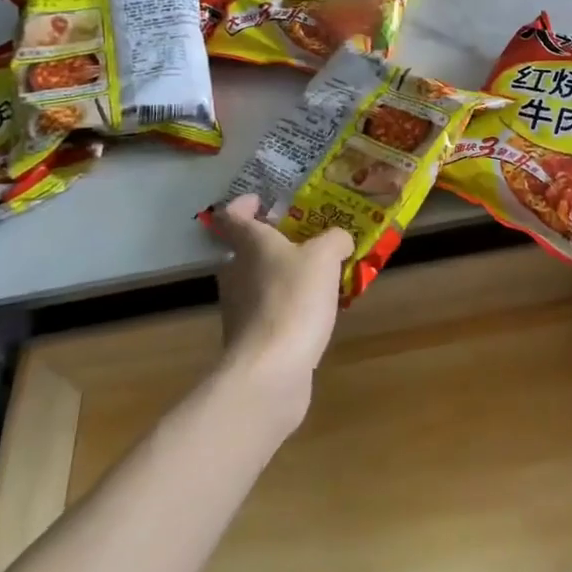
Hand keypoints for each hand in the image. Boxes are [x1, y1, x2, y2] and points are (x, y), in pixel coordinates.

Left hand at [206, 195, 354, 419]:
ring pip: (260, 282)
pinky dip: (288, 308)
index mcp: (249, 245)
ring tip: (320, 277)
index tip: (263, 201)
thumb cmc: (294, 300)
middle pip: (246, 251)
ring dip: (284, 277)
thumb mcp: (325, 257)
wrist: (270, 371)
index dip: (244, 204)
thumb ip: (334, 240)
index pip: (232, 215)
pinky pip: (270, 313)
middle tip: (307, 240)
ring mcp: (239, 309)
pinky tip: (315, 313)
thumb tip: (339, 239)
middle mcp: (236, 273)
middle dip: (273, 243)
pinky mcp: (250, 340)